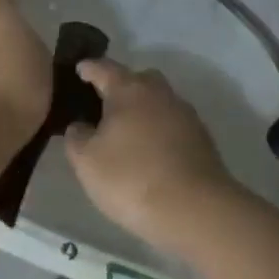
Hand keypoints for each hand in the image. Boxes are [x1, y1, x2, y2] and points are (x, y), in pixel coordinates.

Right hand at [65, 59, 237, 254]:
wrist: (196, 210)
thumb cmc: (132, 178)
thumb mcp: (87, 162)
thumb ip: (77, 138)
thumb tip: (81, 126)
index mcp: (129, 89)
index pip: (104, 68)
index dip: (89, 68)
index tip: (80, 68)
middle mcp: (159, 92)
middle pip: (137, 79)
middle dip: (121, 87)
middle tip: (104, 104)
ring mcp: (184, 114)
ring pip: (158, 102)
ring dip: (143, 111)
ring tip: (127, 132)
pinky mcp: (201, 138)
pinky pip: (172, 124)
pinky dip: (159, 131)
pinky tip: (151, 152)